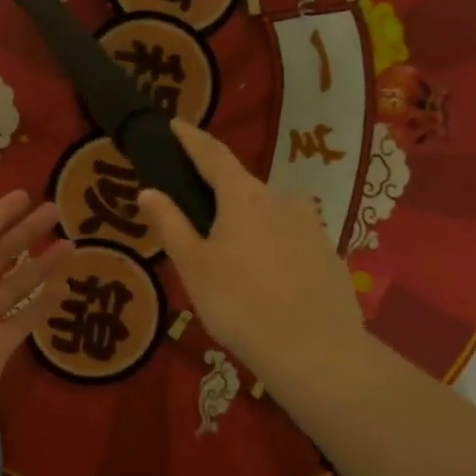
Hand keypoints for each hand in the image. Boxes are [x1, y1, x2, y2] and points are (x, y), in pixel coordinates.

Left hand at [0, 190, 71, 417]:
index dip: (2, 212)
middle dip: (27, 232)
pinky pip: (25, 318)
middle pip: (1, 253)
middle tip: (58, 211)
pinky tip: (66, 285)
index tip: (27, 195)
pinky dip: (43, 303)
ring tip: (72, 243)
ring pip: (16, 284)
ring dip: (42, 264)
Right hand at [139, 122, 365, 386]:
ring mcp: (310, 225)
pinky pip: (288, 237)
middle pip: (241, 186)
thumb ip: (171, 224)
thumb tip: (148, 191)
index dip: (192, 138)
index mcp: (243, 197)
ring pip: (267, 213)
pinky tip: (262, 278)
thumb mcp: (194, 266)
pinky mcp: (327, 252)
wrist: (314, 350)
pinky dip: (269, 244)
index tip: (175, 125)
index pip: (213, 155)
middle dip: (217, 193)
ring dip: (245, 222)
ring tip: (228, 256)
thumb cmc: (239, 304)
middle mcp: (281, 199)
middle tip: (193, 214)